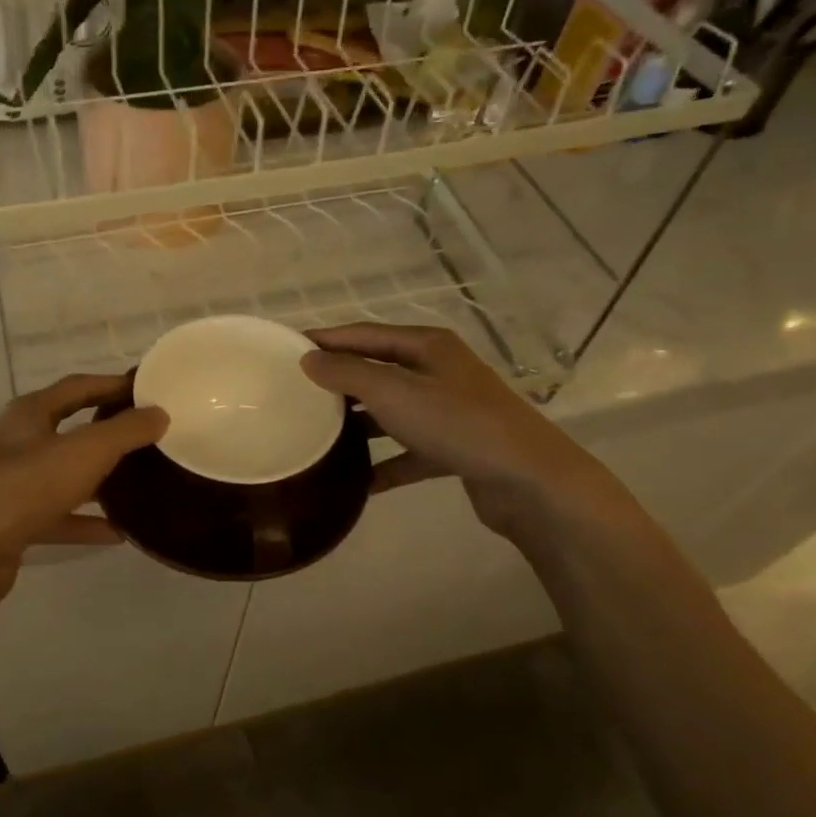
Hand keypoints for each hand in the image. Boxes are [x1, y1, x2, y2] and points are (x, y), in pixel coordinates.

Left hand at [0, 374, 166, 616]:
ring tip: (139, 484)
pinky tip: (117, 533)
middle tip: (149, 437)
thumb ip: (125, 431)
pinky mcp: (12, 523)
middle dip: (107, 433)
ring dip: (98, 480)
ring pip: (64, 476)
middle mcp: (18, 443)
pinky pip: (57, 516)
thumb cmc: (26, 486)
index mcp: (30, 414)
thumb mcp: (85, 452)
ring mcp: (12, 485)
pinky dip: (85, 522)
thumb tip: (159, 413)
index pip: (78, 387)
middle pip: (70, 430)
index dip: (112, 384)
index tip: (148, 390)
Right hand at [301, 324, 607, 536]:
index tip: (286, 349)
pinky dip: (384, 464)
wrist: (529, 480)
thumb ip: (347, 373)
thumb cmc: (457, 423)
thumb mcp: (394, 392)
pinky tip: (356, 482)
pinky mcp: (454, 448)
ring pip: (391, 412)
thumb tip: (308, 359)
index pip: (364, 334)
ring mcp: (448, 411)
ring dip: (358, 424)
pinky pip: (408, 453)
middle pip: (377, 371)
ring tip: (318, 435)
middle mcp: (438, 372)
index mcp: (426, 346)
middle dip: (338, 382)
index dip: (325, 339)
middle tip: (296, 394)